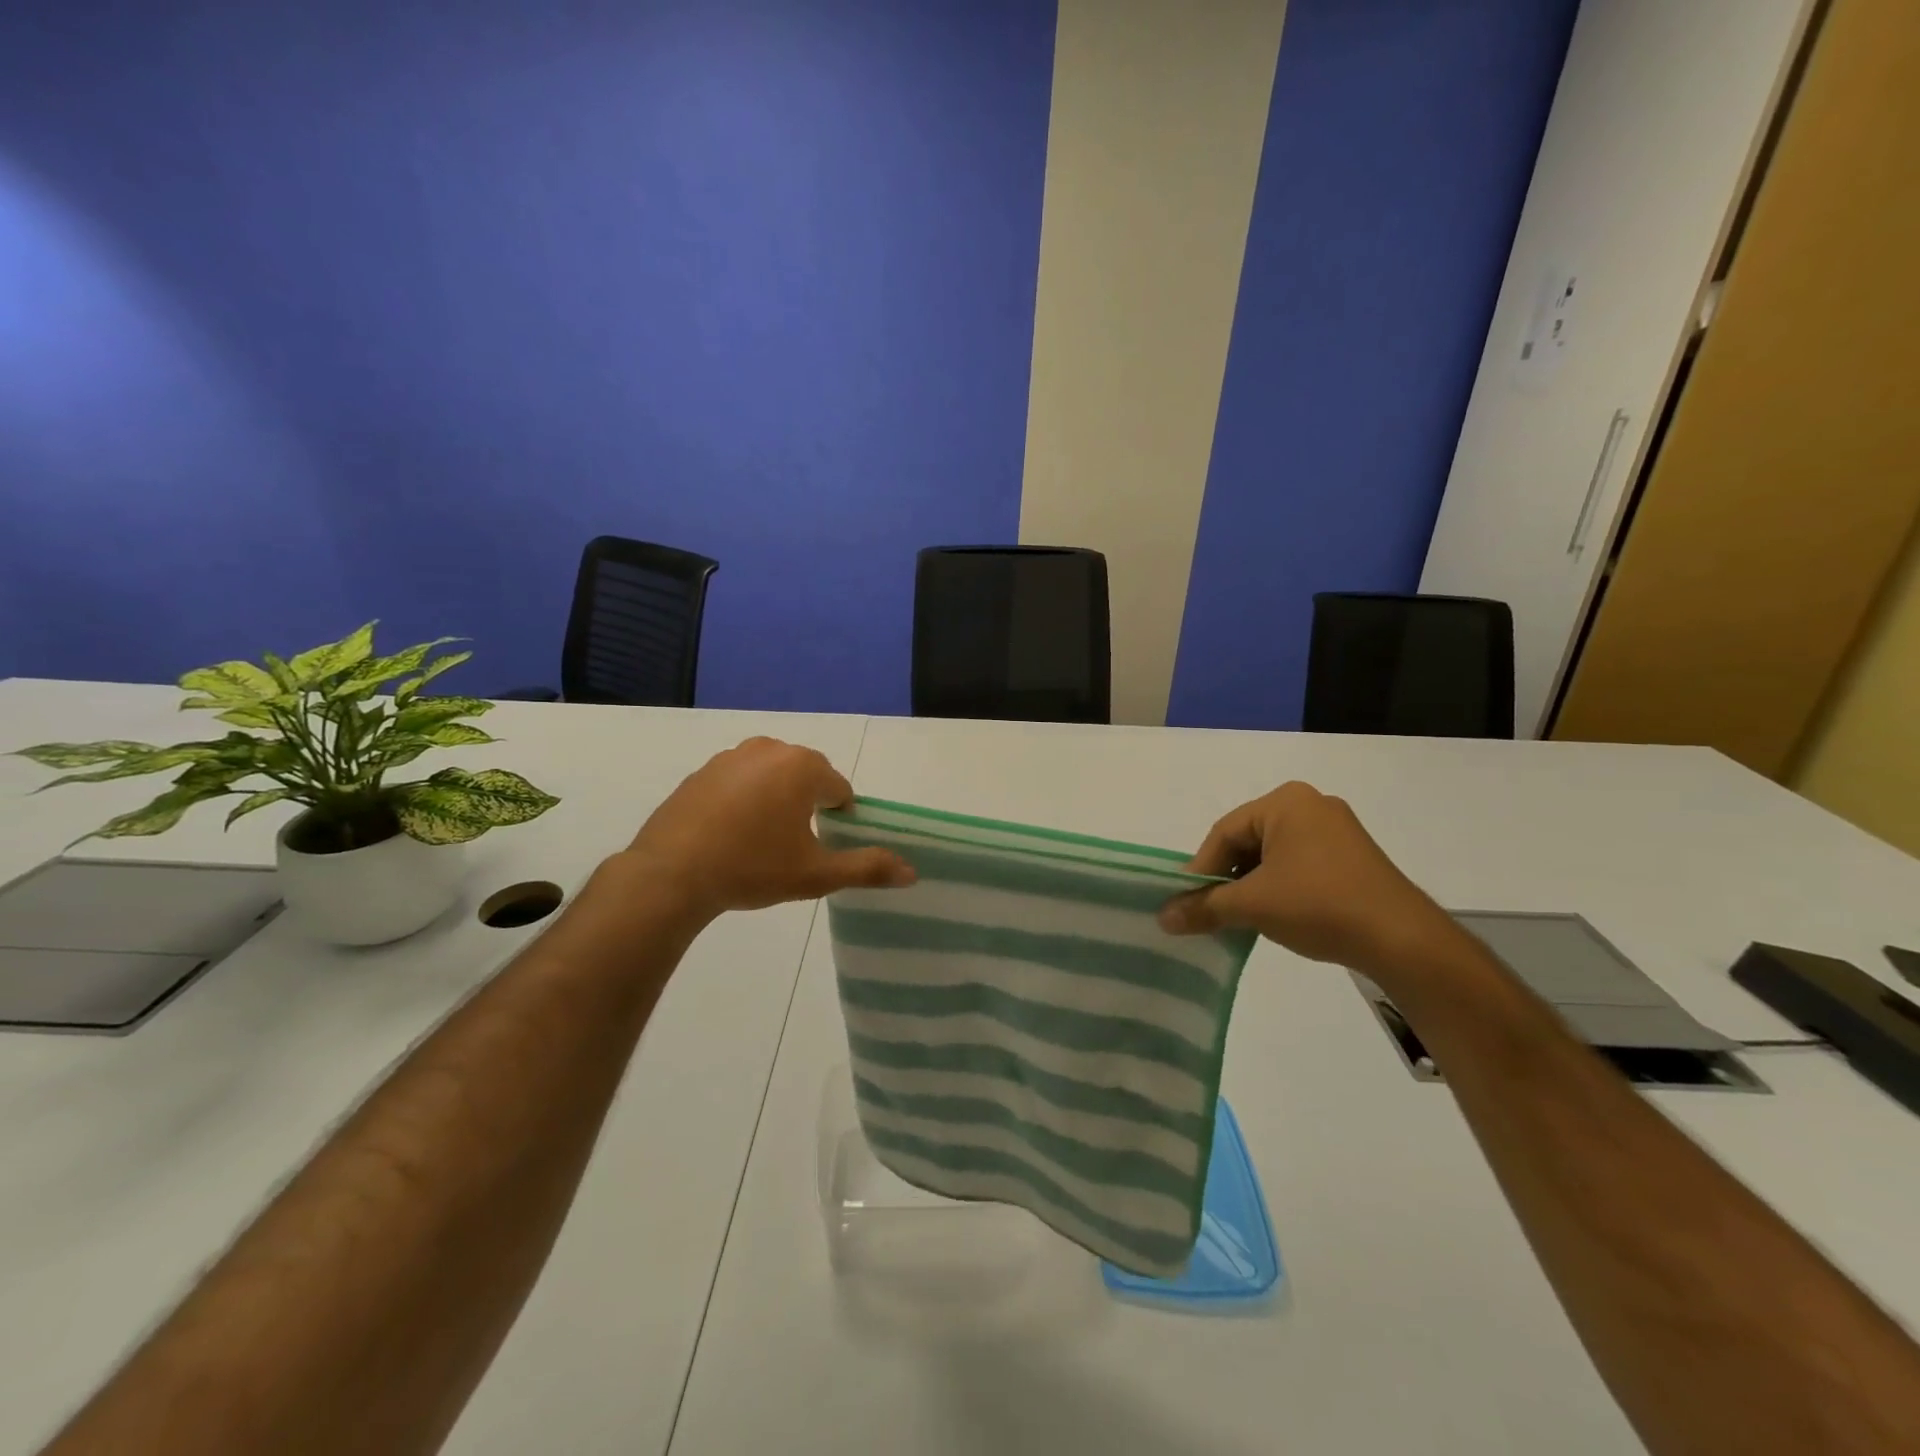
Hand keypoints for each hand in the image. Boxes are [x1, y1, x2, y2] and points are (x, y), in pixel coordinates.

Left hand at [619, 737, 914, 922]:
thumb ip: (867, 868)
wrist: (671, 874)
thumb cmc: (752, 868)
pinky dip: (743, 800)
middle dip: (807, 805)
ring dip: (776, 800)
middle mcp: (769, 750)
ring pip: (771, 776)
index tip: (822, 846)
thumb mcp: (816, 874)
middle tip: (794, 846)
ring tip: (761, 841)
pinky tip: (730, 835)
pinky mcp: (701, 772)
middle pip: (806, 776)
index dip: (838, 819)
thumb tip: (912, 872)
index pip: (839, 789)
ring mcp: (730, 758)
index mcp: (803, 767)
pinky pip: (738, 781)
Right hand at [1157, 781, 1458, 977]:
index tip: (1185, 903)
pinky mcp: (1352, 858)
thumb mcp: (1252, 905)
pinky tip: (1273, 916)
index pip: (1224, 833)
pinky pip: (1298, 866)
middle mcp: (1311, 805)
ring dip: (1250, 886)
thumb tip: (1163, 918)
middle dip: (1226, 878)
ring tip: (1238, 918)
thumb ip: (1204, 906)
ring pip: (1272, 856)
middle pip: (1248, 842)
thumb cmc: (1319, 905)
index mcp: (1286, 801)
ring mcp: (1336, 831)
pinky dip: (1278, 889)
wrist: (1404, 941)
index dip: (1200, 870)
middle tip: (1208, 911)